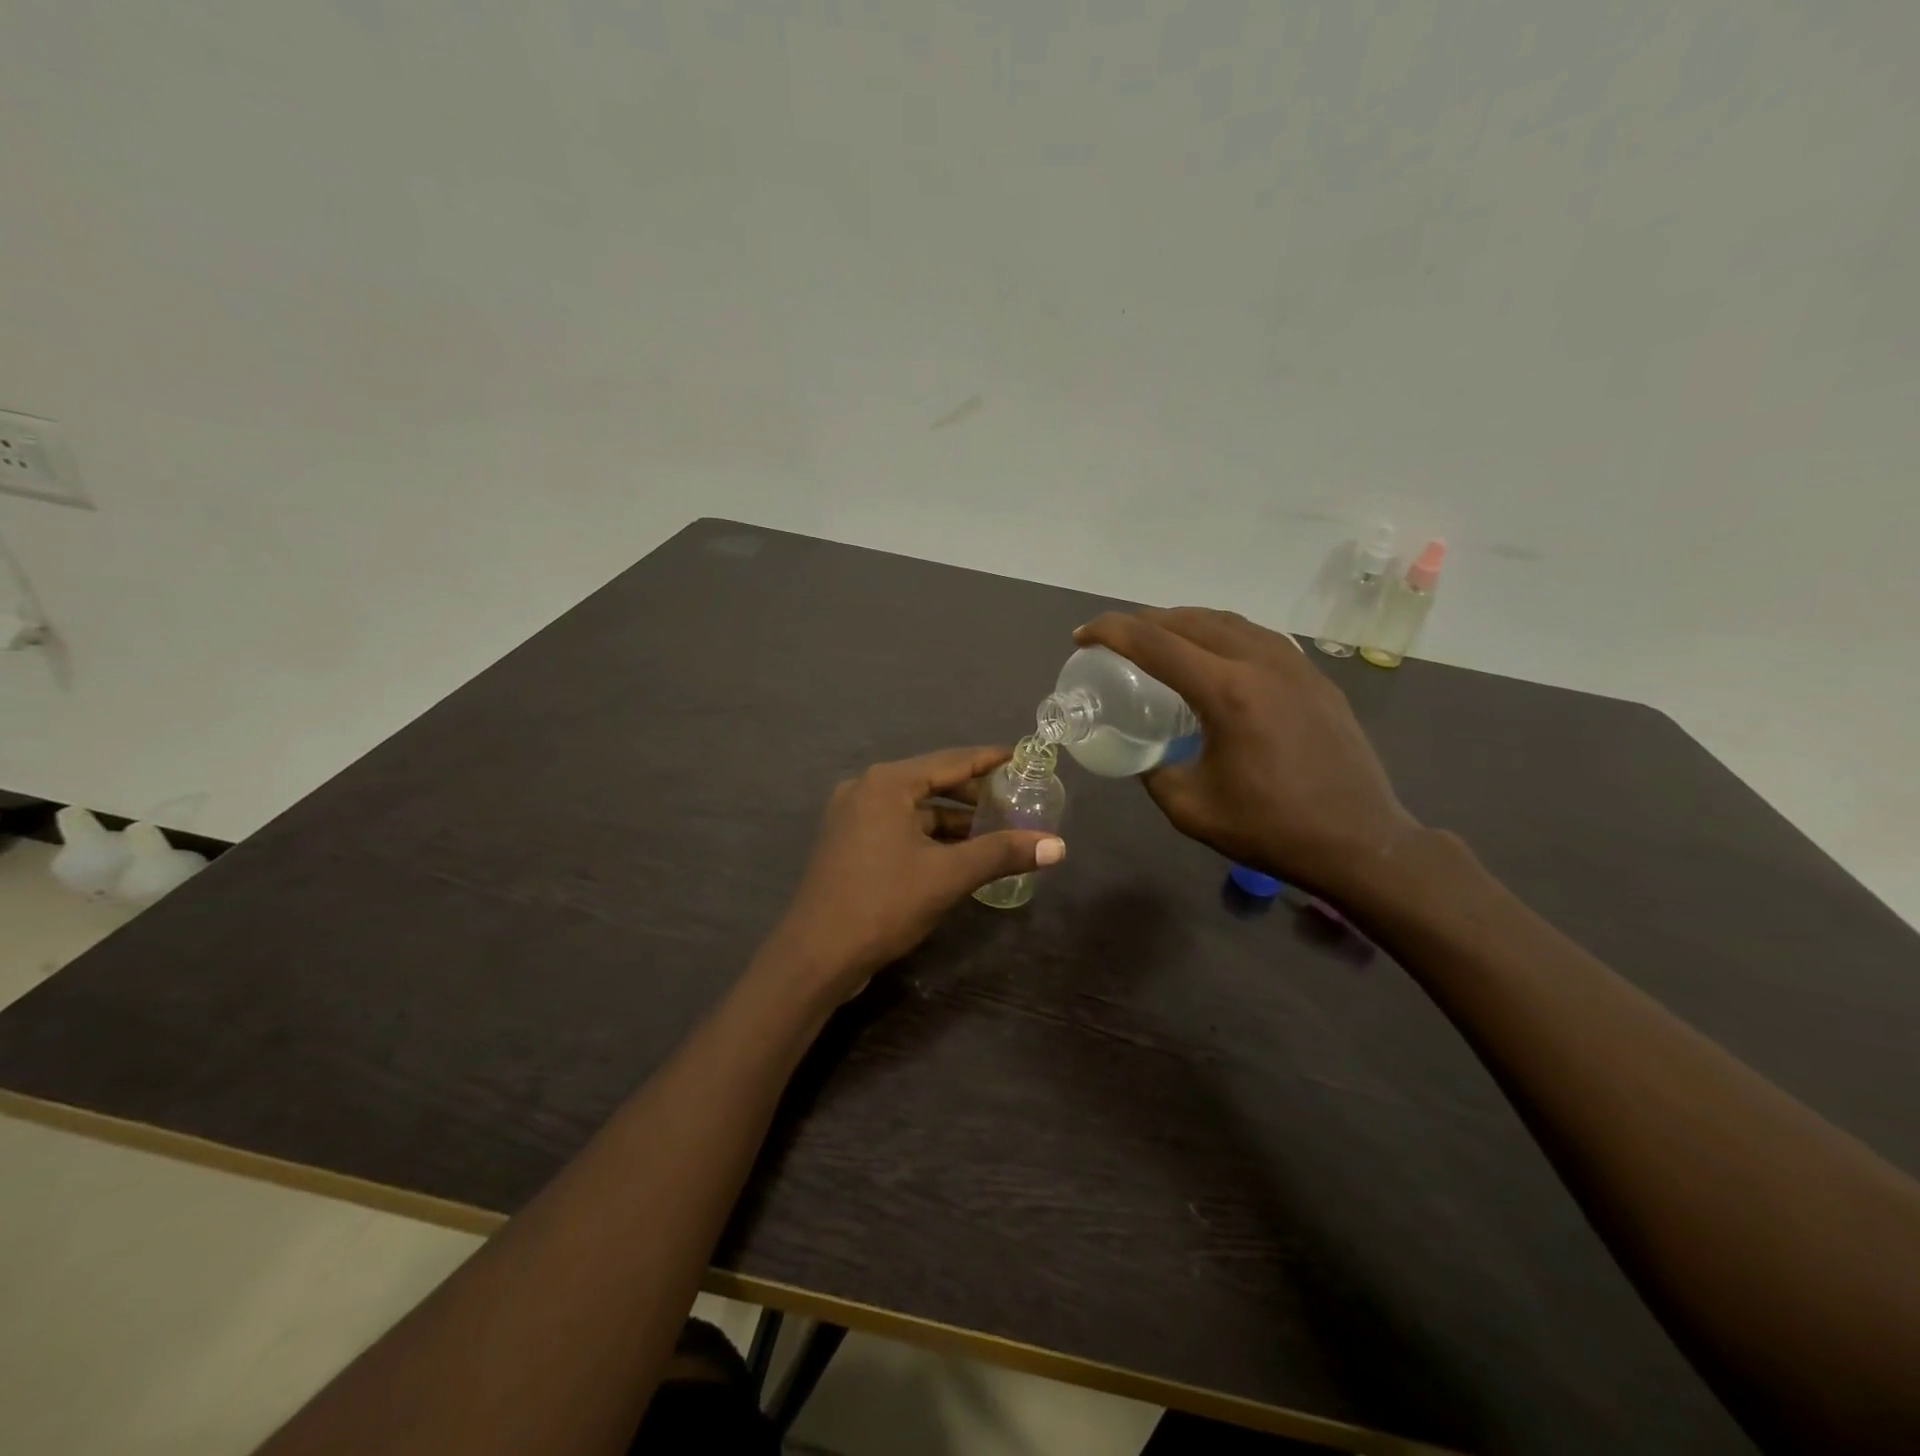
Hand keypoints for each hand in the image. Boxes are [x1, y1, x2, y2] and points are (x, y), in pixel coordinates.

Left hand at [769, 746, 1066, 999]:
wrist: (815, 956)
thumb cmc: (883, 903)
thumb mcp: (949, 876)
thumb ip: (1002, 853)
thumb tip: (1058, 846)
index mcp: (886, 783)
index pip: (950, 760)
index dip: (989, 759)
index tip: (1022, 756)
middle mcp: (865, 790)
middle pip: (931, 781)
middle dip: (973, 794)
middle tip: (1014, 801)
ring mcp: (852, 818)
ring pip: (915, 810)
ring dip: (953, 821)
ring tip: (995, 832)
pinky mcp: (849, 845)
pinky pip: (899, 828)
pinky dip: (930, 837)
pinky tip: (958, 854)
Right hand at [1074, 609, 1419, 901]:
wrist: (1360, 841)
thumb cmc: (1271, 829)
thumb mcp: (1190, 809)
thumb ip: (1154, 772)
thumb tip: (1144, 754)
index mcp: (1227, 692)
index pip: (1155, 642)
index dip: (1111, 631)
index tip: (1081, 636)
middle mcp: (1261, 663)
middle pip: (1190, 620)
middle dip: (1143, 621)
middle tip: (1114, 639)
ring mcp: (1295, 665)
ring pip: (1227, 622)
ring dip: (1183, 623)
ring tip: (1157, 640)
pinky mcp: (1314, 677)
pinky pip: (1256, 637)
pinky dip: (1220, 635)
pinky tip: (1211, 658)